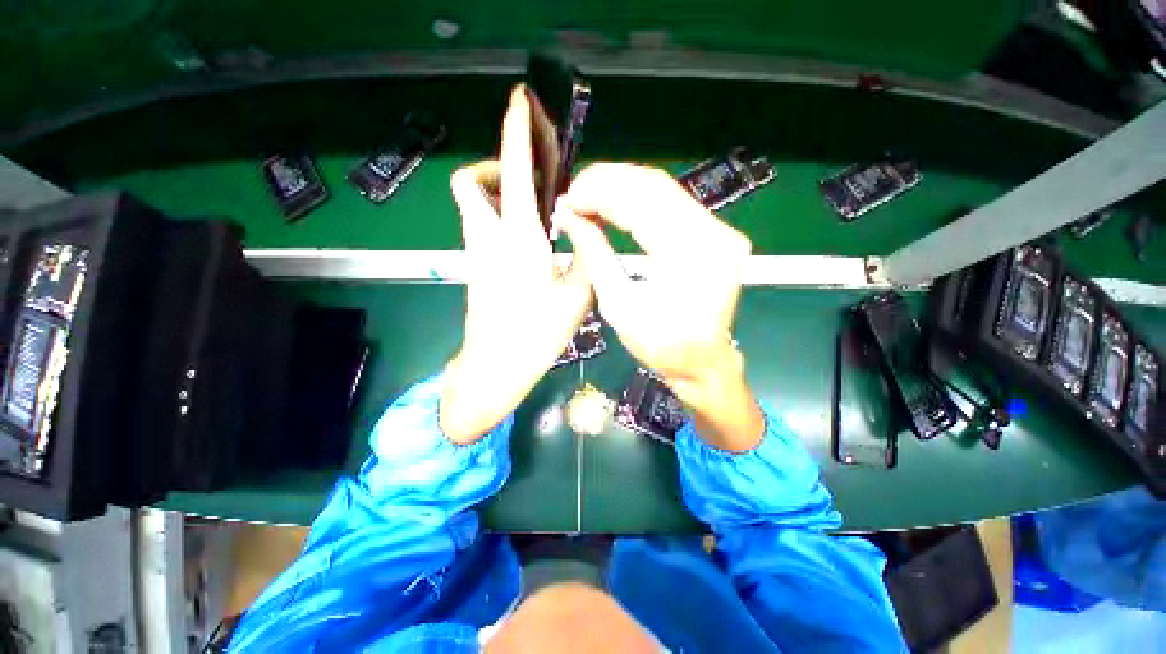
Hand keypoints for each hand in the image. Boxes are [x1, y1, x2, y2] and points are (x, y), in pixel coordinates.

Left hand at [440, 87, 591, 443]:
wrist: (495, 366)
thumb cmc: (536, 334)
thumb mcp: (577, 296)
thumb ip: (585, 258)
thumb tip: (585, 231)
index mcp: (519, 239)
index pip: (516, 171)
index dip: (516, 130)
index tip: (519, 100)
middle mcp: (489, 237)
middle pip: (472, 181)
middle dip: (496, 167)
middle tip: (531, 183)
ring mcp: (475, 252)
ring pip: (474, 204)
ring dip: (499, 193)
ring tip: (536, 214)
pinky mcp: (474, 267)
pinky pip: (481, 226)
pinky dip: (499, 218)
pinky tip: (528, 241)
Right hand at [558, 164, 764, 450]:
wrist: (702, 362)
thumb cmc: (660, 344)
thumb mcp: (618, 305)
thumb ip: (594, 254)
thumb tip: (569, 217)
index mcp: (689, 254)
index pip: (639, 202)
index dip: (598, 193)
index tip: (567, 199)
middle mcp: (713, 232)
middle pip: (654, 185)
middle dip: (607, 183)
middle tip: (574, 193)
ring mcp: (719, 229)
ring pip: (664, 189)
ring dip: (621, 187)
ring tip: (588, 196)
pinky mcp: (715, 233)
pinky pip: (673, 204)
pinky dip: (639, 200)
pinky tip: (615, 204)